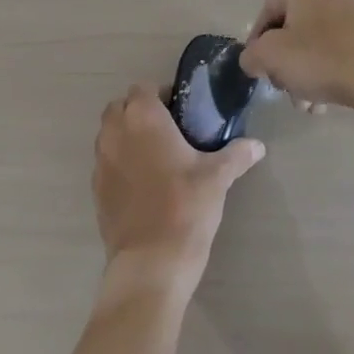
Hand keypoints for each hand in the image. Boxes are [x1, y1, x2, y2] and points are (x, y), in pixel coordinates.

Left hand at [92, 85, 263, 297]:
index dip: (160, 95)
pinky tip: (142, 184)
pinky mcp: (95, 192)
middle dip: (138, 113)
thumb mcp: (218, 177)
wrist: (150, 265)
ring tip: (154, 157)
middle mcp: (116, 133)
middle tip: (167, 131)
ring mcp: (101, 163)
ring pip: (109, 135)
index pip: (143, 88)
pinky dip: (119, 164)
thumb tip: (258, 146)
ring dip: (126, 137)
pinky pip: (105, 164)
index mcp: (143, 117)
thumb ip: (237, 155)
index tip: (180, 112)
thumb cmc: (185, 207)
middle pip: (120, 108)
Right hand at [240, 0, 353, 110]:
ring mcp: (348, 13)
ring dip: (302, 76)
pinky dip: (324, 75)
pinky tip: (323, 103)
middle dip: (282, 64)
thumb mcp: (270, 56)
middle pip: (290, 31)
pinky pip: (333, 53)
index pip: (266, 11)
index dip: (256, 42)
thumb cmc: (318, 59)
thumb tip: (252, 59)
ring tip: (304, 105)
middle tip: (282, 88)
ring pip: (312, 46)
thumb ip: (251, 55)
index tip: (257, 69)